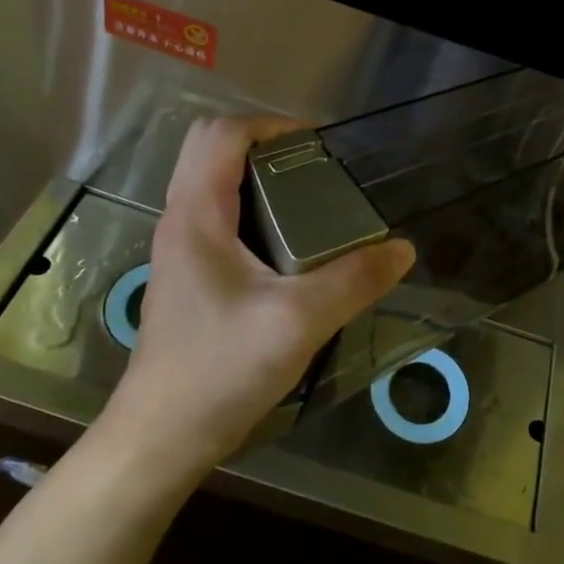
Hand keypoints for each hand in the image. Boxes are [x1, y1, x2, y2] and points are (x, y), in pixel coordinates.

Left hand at [93, 116, 415, 485]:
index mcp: (196, 214)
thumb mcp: (299, 322)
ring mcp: (179, 249)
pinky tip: (289, 247)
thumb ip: (354, 281)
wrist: (160, 438)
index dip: (271, 124)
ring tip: (310, 202)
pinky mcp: (187, 276)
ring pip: (211, 183)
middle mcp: (180, 220)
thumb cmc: (220, 369)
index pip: (221, 134)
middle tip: (315, 170)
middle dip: (264, 145)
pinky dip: (251, 208)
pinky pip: (216, 216)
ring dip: (257, 176)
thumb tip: (403, 250)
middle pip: (210, 150)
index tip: (319, 145)